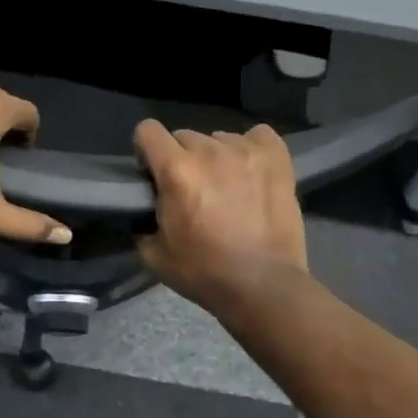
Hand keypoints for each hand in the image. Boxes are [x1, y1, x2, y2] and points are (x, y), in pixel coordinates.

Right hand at [134, 120, 307, 312]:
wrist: (264, 286)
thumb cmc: (205, 273)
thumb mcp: (154, 254)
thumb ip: (141, 223)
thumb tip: (141, 212)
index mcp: (176, 170)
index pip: (148, 130)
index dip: (145, 150)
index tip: (152, 173)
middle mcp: (209, 152)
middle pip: (183, 136)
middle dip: (181, 158)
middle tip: (191, 189)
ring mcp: (246, 152)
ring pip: (219, 138)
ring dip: (215, 157)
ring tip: (226, 186)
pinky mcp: (276, 159)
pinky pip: (258, 135)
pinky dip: (251, 149)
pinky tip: (251, 171)